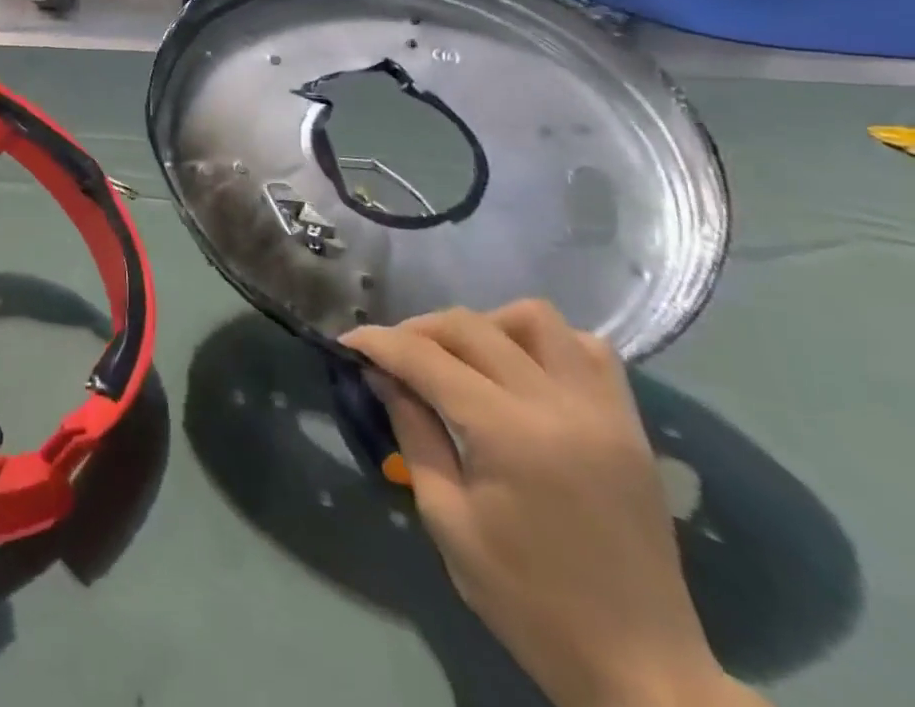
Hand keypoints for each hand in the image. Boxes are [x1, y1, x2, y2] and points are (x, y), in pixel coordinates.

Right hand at [343, 301, 759, 706]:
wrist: (644, 673)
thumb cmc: (530, 602)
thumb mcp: (447, 519)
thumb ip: (414, 432)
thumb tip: (382, 374)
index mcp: (510, 434)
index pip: (425, 357)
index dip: (377, 343)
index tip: (346, 342)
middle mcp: (559, 407)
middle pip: (471, 326)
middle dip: (419, 330)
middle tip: (393, 358)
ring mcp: (604, 413)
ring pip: (535, 320)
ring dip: (486, 326)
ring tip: (462, 360)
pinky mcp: (630, 428)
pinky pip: (589, 352)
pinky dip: (546, 345)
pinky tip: (520, 373)